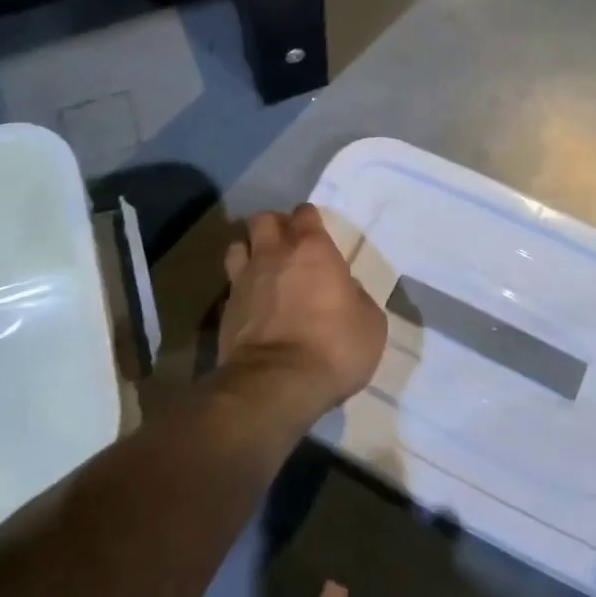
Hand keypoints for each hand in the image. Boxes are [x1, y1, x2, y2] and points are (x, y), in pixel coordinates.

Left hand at [218, 204, 387, 421]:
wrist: (276, 382)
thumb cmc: (333, 346)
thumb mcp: (370, 323)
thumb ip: (357, 297)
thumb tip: (344, 290)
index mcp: (312, 249)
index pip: (305, 214)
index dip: (310, 219)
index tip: (317, 232)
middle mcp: (274, 254)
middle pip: (264, 219)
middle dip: (275, 226)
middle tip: (287, 245)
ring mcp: (244, 279)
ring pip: (238, 245)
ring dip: (250, 250)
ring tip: (262, 268)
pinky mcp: (225, 308)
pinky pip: (231, 283)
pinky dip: (241, 287)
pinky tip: (252, 303)